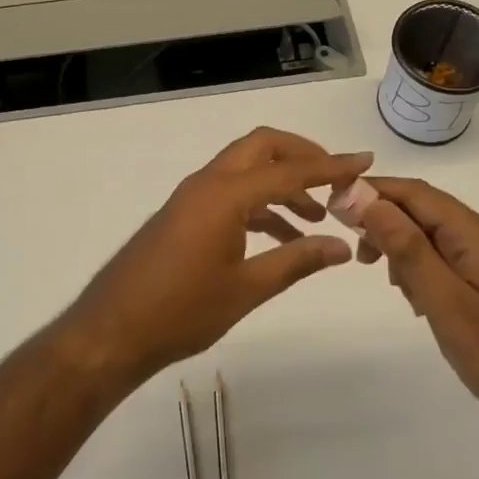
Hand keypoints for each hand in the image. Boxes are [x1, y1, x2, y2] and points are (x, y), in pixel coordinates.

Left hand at [65, 128, 372, 381]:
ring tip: (316, 217)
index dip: (330, 167)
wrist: (114, 330)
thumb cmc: (181, 310)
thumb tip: (342, 247)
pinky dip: (259, 203)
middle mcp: (208, 183)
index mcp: (225, 194)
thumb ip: (296, 261)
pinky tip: (281, 234)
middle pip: (262, 148)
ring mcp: (192, 196)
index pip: (289, 171)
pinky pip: (230, 192)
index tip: (364, 162)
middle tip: (335, 182)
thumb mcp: (247, 288)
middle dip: (302, 157)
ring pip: (246, 169)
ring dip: (281, 183)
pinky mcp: (184, 213)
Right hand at [353, 177, 478, 435]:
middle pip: (422, 209)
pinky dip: (419, 268)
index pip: (415, 192)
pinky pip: (444, 259)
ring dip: (400, 245)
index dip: (372, 191)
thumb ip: (408, 249)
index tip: (333, 204)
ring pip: (431, 234)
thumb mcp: (446, 302)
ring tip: (384, 279)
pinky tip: (414, 298)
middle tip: (354, 252)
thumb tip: (368, 201)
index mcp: (475, 233)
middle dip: (383, 220)